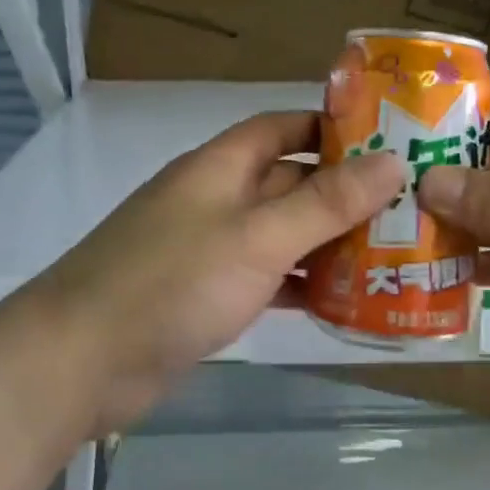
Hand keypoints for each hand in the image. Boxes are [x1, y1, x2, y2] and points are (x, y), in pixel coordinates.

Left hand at [31, 111, 403, 434]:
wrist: (82, 362)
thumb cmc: (173, 283)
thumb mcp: (259, 236)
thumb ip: (326, 202)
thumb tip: (392, 162)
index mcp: (220, 168)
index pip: (281, 127)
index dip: (331, 127)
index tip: (387, 142)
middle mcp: (215, 200)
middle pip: (288, 184)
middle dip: (343, 194)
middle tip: (407, 208)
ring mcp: (209, 250)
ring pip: (281, 236)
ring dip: (328, 244)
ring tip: (392, 256)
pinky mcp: (206, 296)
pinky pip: (266, 280)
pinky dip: (301, 287)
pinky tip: (343, 302)